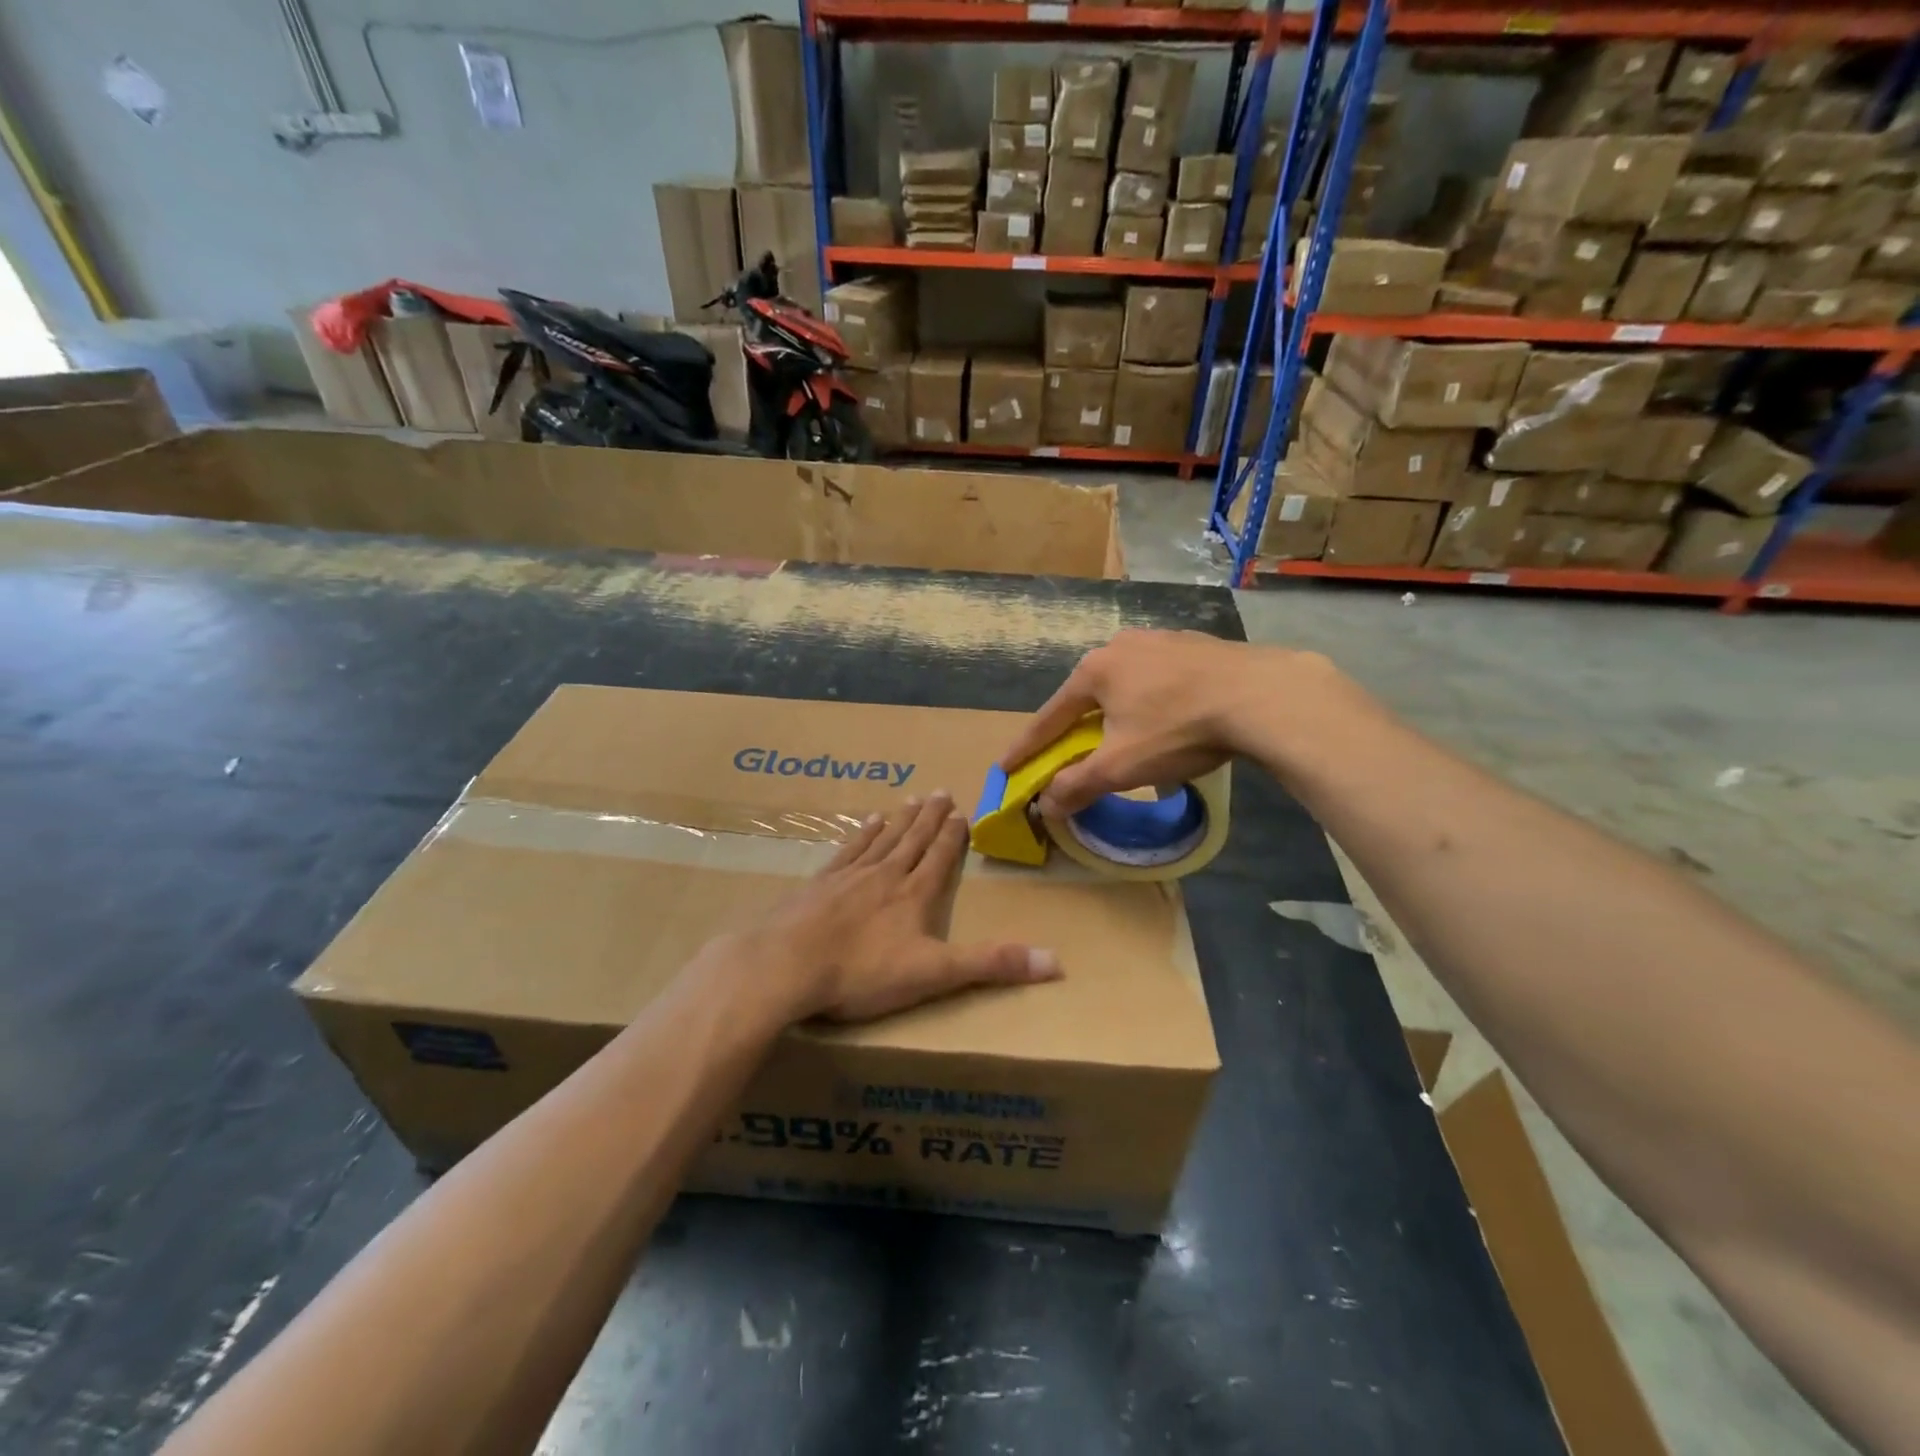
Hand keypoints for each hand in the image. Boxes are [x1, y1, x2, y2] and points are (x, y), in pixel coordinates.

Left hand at [742, 792, 1060, 1023]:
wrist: (786, 965)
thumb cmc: (862, 972)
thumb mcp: (934, 974)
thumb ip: (992, 965)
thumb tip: (1057, 962)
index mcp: (914, 894)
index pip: (940, 857)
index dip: (953, 836)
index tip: (962, 812)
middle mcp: (885, 875)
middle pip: (913, 840)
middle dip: (930, 818)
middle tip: (941, 792)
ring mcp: (848, 876)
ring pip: (882, 839)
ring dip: (899, 820)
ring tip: (910, 800)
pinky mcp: (818, 884)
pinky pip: (847, 850)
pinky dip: (861, 834)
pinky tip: (866, 822)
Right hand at [1001, 630, 1330, 813]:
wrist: (1264, 696)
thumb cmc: (1179, 729)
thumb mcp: (1121, 766)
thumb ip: (1078, 785)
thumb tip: (1045, 806)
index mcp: (1095, 670)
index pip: (1049, 717)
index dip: (1027, 747)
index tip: (1006, 767)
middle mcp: (1121, 646)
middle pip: (1086, 697)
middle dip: (1074, 727)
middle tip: (1067, 753)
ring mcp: (1162, 640)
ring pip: (1125, 685)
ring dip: (1115, 713)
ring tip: (1120, 736)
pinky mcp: (1197, 646)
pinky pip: (1160, 679)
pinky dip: (1151, 702)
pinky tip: (1167, 716)